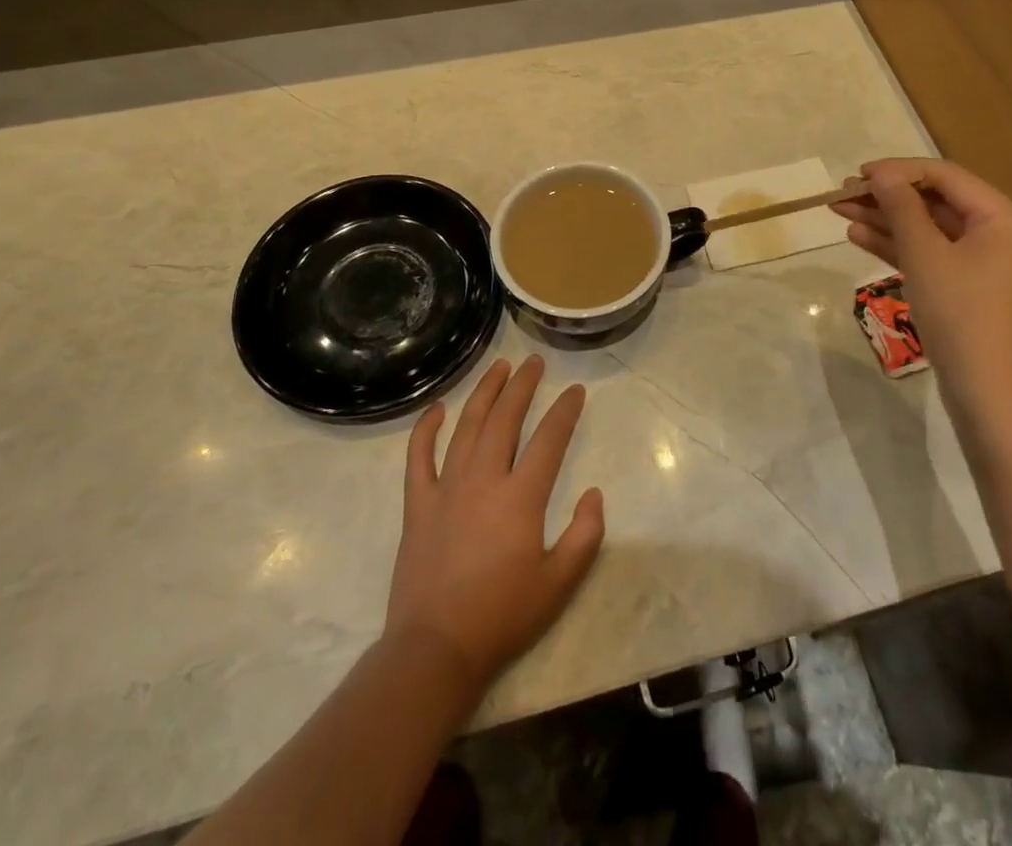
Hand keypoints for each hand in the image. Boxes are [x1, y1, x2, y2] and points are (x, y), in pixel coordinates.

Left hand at [385, 356, 604, 692]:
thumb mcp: (559, 584)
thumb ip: (585, 535)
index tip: (576, 390)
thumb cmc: (502, 616)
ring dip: (484, 392)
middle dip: (523, 386)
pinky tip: (437, 408)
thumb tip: (593, 493)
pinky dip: (426, 428)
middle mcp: (483, 480)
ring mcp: (446, 488)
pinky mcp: (418, 504)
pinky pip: (418, 456)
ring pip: (467, 426)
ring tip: (499, 367)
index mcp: (520, 498)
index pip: (549, 439)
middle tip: (534, 362)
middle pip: (505, 419)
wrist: (436, 649)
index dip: (565, 411)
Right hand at [832, 158, 1011, 426]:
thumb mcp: (925, 255)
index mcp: (1002, 218)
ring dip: (885, 220)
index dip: (898, 171)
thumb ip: (901, 208)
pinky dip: (897, 246)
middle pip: (934, 201)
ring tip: (840, 212)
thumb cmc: (960, 315)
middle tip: (842, 194)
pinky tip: (859, 238)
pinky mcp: (966, 287)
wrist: (988, 395)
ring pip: (927, 228)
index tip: (857, 175)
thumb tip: (881, 174)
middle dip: (887, 197)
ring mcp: (982, 263)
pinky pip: (929, 254)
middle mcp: (997, 233)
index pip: (944, 176)